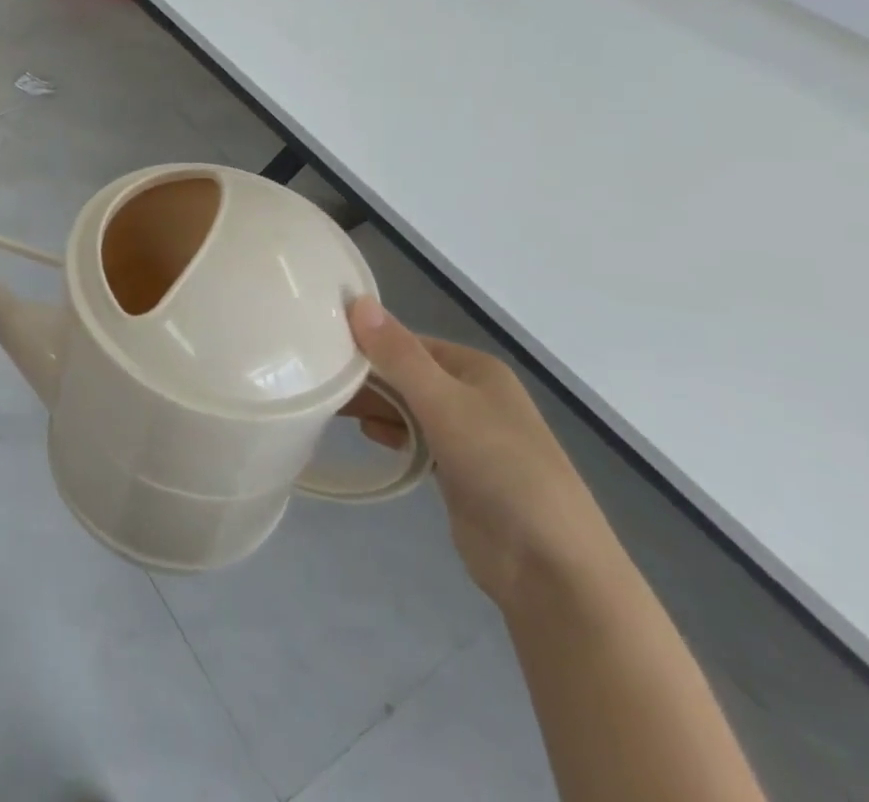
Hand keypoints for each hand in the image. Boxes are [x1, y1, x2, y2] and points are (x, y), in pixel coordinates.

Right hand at [343, 296, 622, 613]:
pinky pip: (415, 440)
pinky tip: (367, 436)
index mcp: (475, 368)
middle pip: (405, 374)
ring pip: (408, 407)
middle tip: (316, 381)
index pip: (407, 342)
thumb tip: (356, 300)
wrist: (552, 567)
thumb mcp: (444, 403)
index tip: (319, 349)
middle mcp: (472, 395)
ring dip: (374, 405)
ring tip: (329, 406)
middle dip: (366, 377)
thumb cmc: (501, 468)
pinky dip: (391, 434)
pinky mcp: (459, 473)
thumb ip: (398, 354)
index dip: (366, 342)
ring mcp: (468, 436)